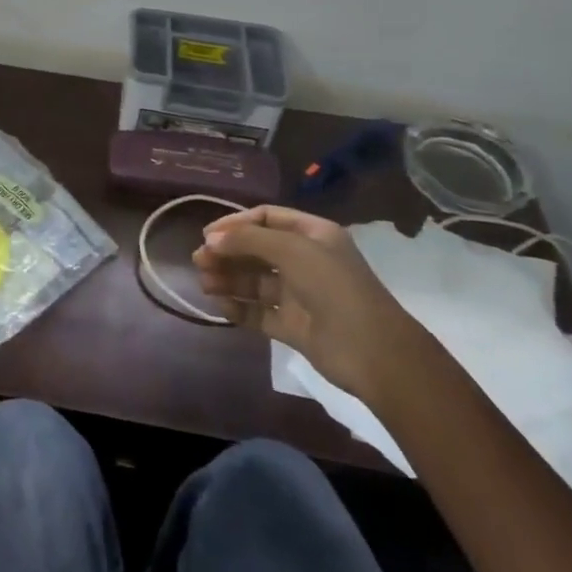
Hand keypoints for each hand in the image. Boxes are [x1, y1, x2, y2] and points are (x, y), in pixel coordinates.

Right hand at [192, 205, 426, 403]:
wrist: (373, 352)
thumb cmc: (334, 287)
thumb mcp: (292, 250)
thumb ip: (248, 240)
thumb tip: (210, 239)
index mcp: (312, 234)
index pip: (266, 218)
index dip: (236, 223)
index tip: (208, 235)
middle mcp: (305, 260)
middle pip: (257, 250)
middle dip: (227, 253)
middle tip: (198, 260)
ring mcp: (300, 294)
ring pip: (255, 282)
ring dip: (229, 279)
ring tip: (204, 283)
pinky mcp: (294, 326)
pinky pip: (259, 312)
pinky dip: (239, 308)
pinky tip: (220, 306)